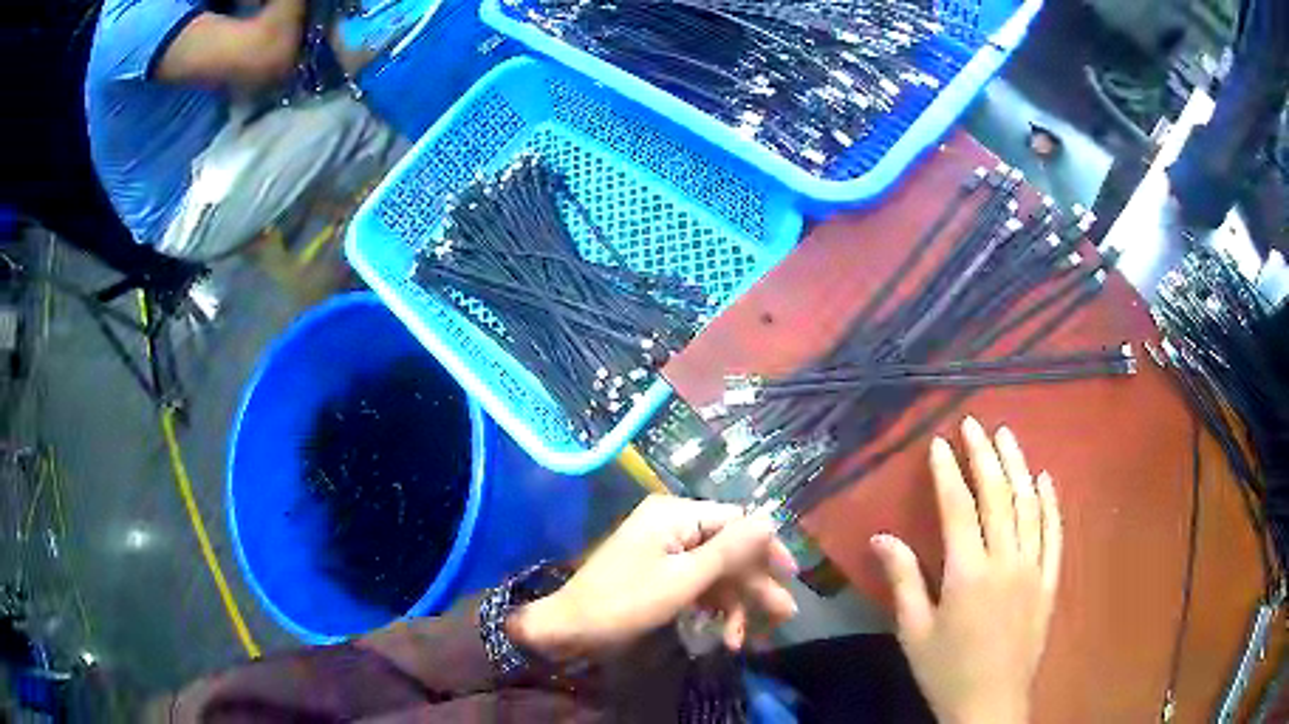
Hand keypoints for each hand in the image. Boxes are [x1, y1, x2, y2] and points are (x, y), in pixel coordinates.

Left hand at [508, 496, 799, 660]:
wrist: (570, 630)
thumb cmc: (625, 602)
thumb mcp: (683, 580)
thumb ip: (729, 551)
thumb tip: (770, 520)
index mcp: (676, 514)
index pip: (736, 522)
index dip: (766, 548)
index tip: (789, 576)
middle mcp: (673, 525)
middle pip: (728, 550)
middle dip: (753, 585)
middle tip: (783, 614)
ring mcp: (666, 551)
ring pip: (715, 572)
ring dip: (734, 604)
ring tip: (746, 638)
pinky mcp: (660, 574)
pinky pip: (697, 585)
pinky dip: (712, 608)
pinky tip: (724, 634)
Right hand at [871, 417, 1062, 723]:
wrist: (990, 705)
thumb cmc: (946, 671)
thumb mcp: (914, 632)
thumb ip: (903, 581)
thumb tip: (881, 537)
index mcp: (968, 573)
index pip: (959, 509)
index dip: (949, 472)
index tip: (941, 443)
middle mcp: (1005, 561)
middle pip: (997, 496)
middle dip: (985, 456)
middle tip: (976, 424)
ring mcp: (1033, 568)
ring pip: (1029, 506)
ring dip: (1018, 467)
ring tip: (1008, 436)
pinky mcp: (1049, 581)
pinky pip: (1054, 533)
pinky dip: (1050, 502)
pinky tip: (1045, 479)